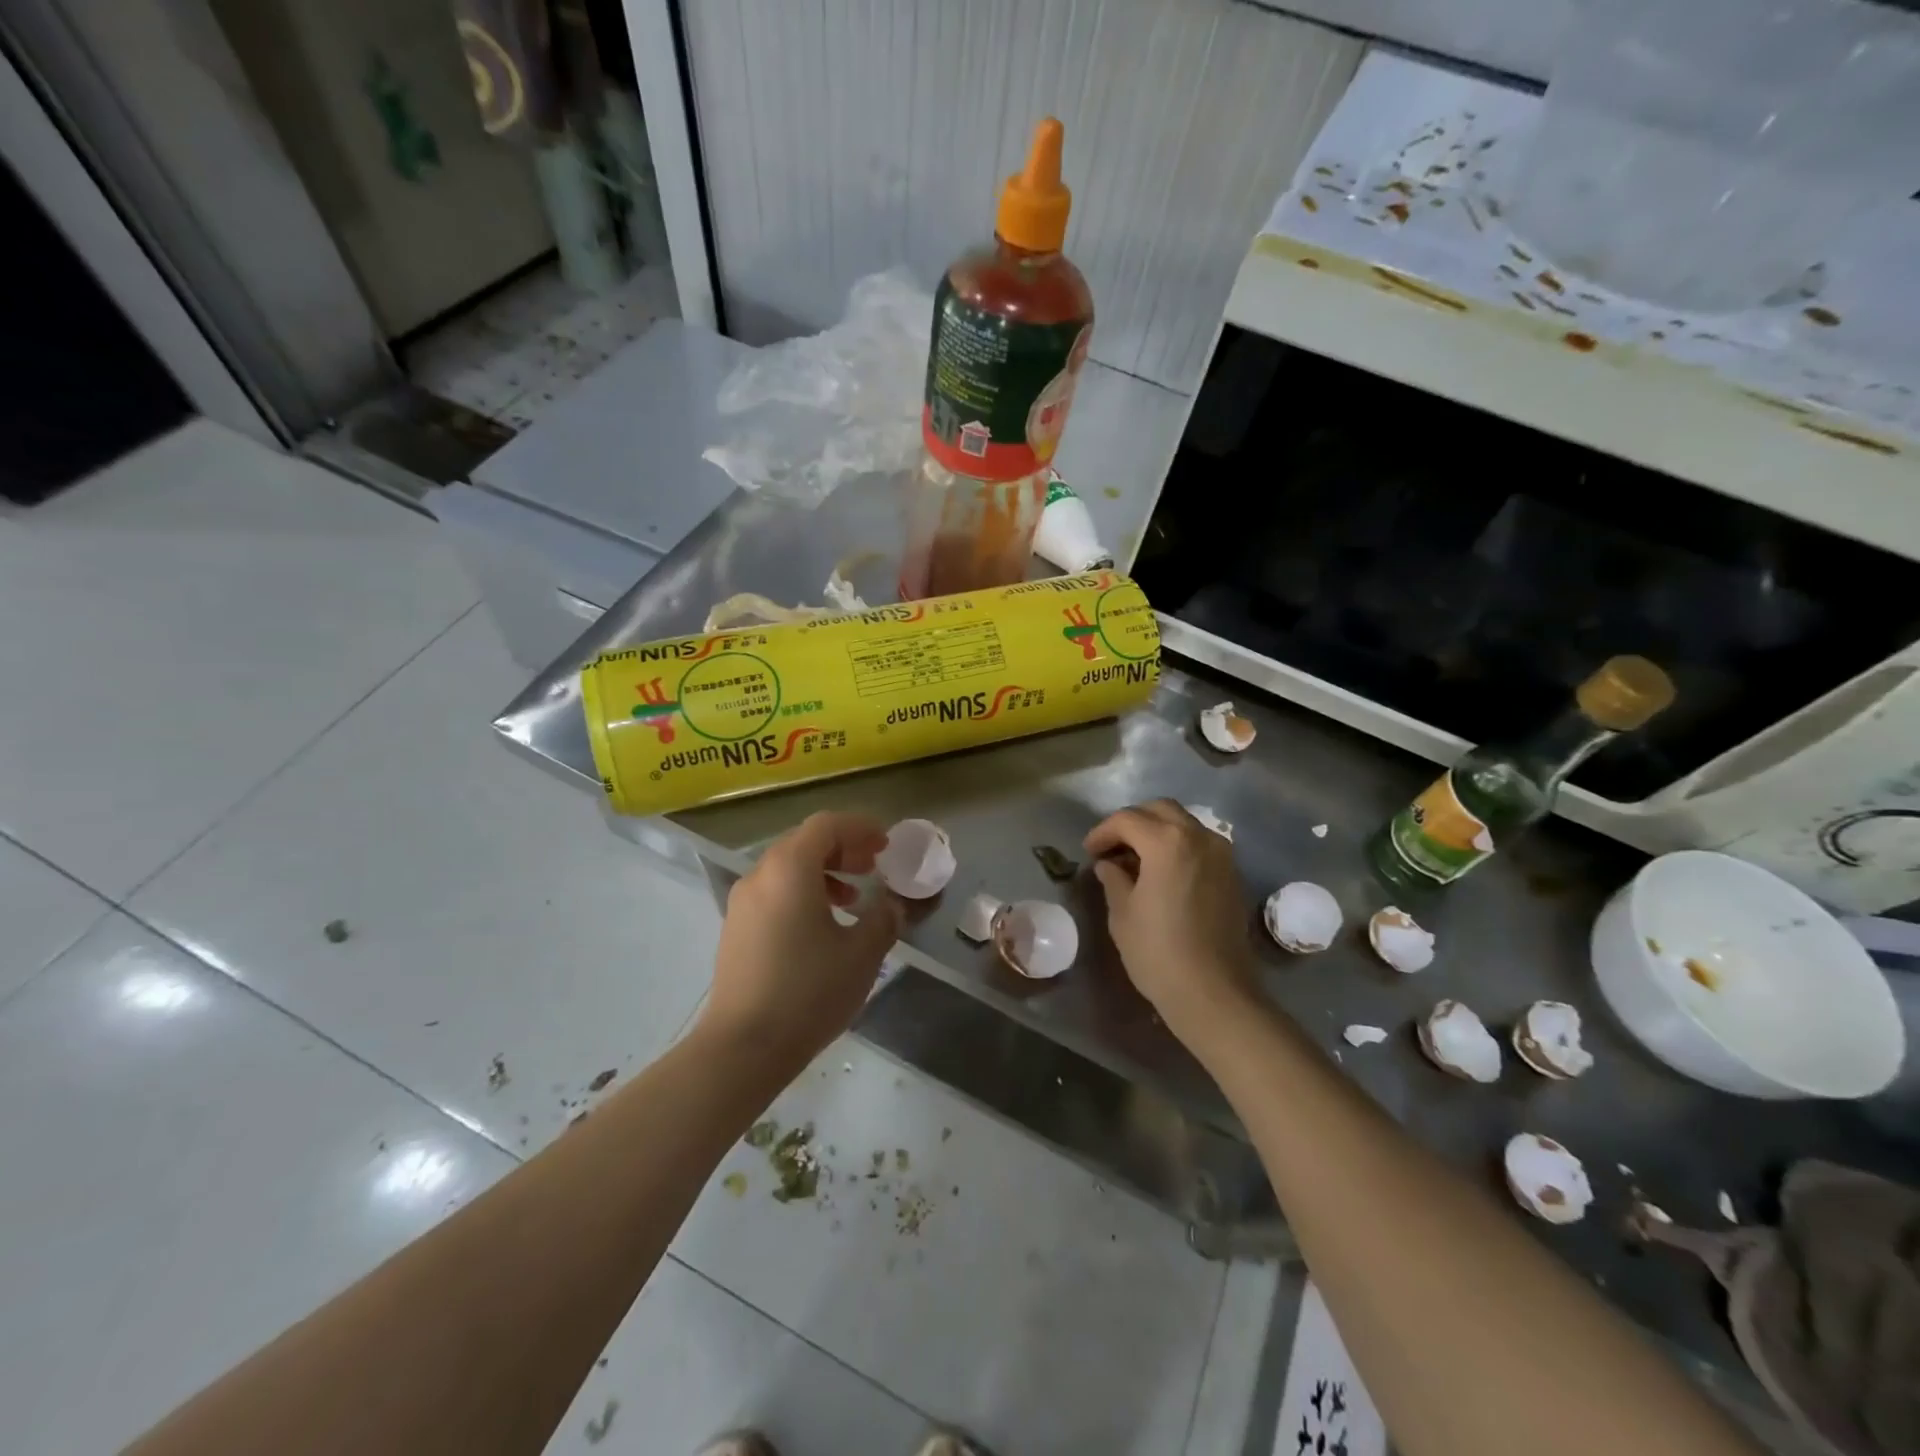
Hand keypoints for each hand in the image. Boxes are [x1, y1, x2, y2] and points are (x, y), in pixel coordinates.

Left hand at [697, 811, 901, 1063]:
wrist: (743, 1047)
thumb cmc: (808, 992)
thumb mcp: (862, 954)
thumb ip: (883, 919)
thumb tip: (891, 905)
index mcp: (790, 869)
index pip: (826, 825)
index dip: (860, 827)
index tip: (885, 844)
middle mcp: (760, 875)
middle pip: (804, 841)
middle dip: (843, 847)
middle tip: (873, 865)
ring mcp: (742, 902)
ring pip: (787, 867)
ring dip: (824, 871)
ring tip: (853, 897)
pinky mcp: (736, 928)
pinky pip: (774, 891)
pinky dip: (802, 892)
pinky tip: (823, 925)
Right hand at [1084, 799, 1256, 1036]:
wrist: (1215, 994)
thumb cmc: (1159, 952)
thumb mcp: (1123, 914)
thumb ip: (1114, 879)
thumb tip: (1109, 865)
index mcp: (1167, 842)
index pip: (1127, 820)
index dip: (1102, 832)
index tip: (1088, 852)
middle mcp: (1199, 837)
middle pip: (1160, 810)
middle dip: (1132, 822)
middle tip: (1111, 847)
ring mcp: (1221, 855)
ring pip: (1184, 824)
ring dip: (1157, 832)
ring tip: (1135, 859)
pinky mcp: (1232, 875)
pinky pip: (1200, 844)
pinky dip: (1178, 846)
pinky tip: (1162, 873)